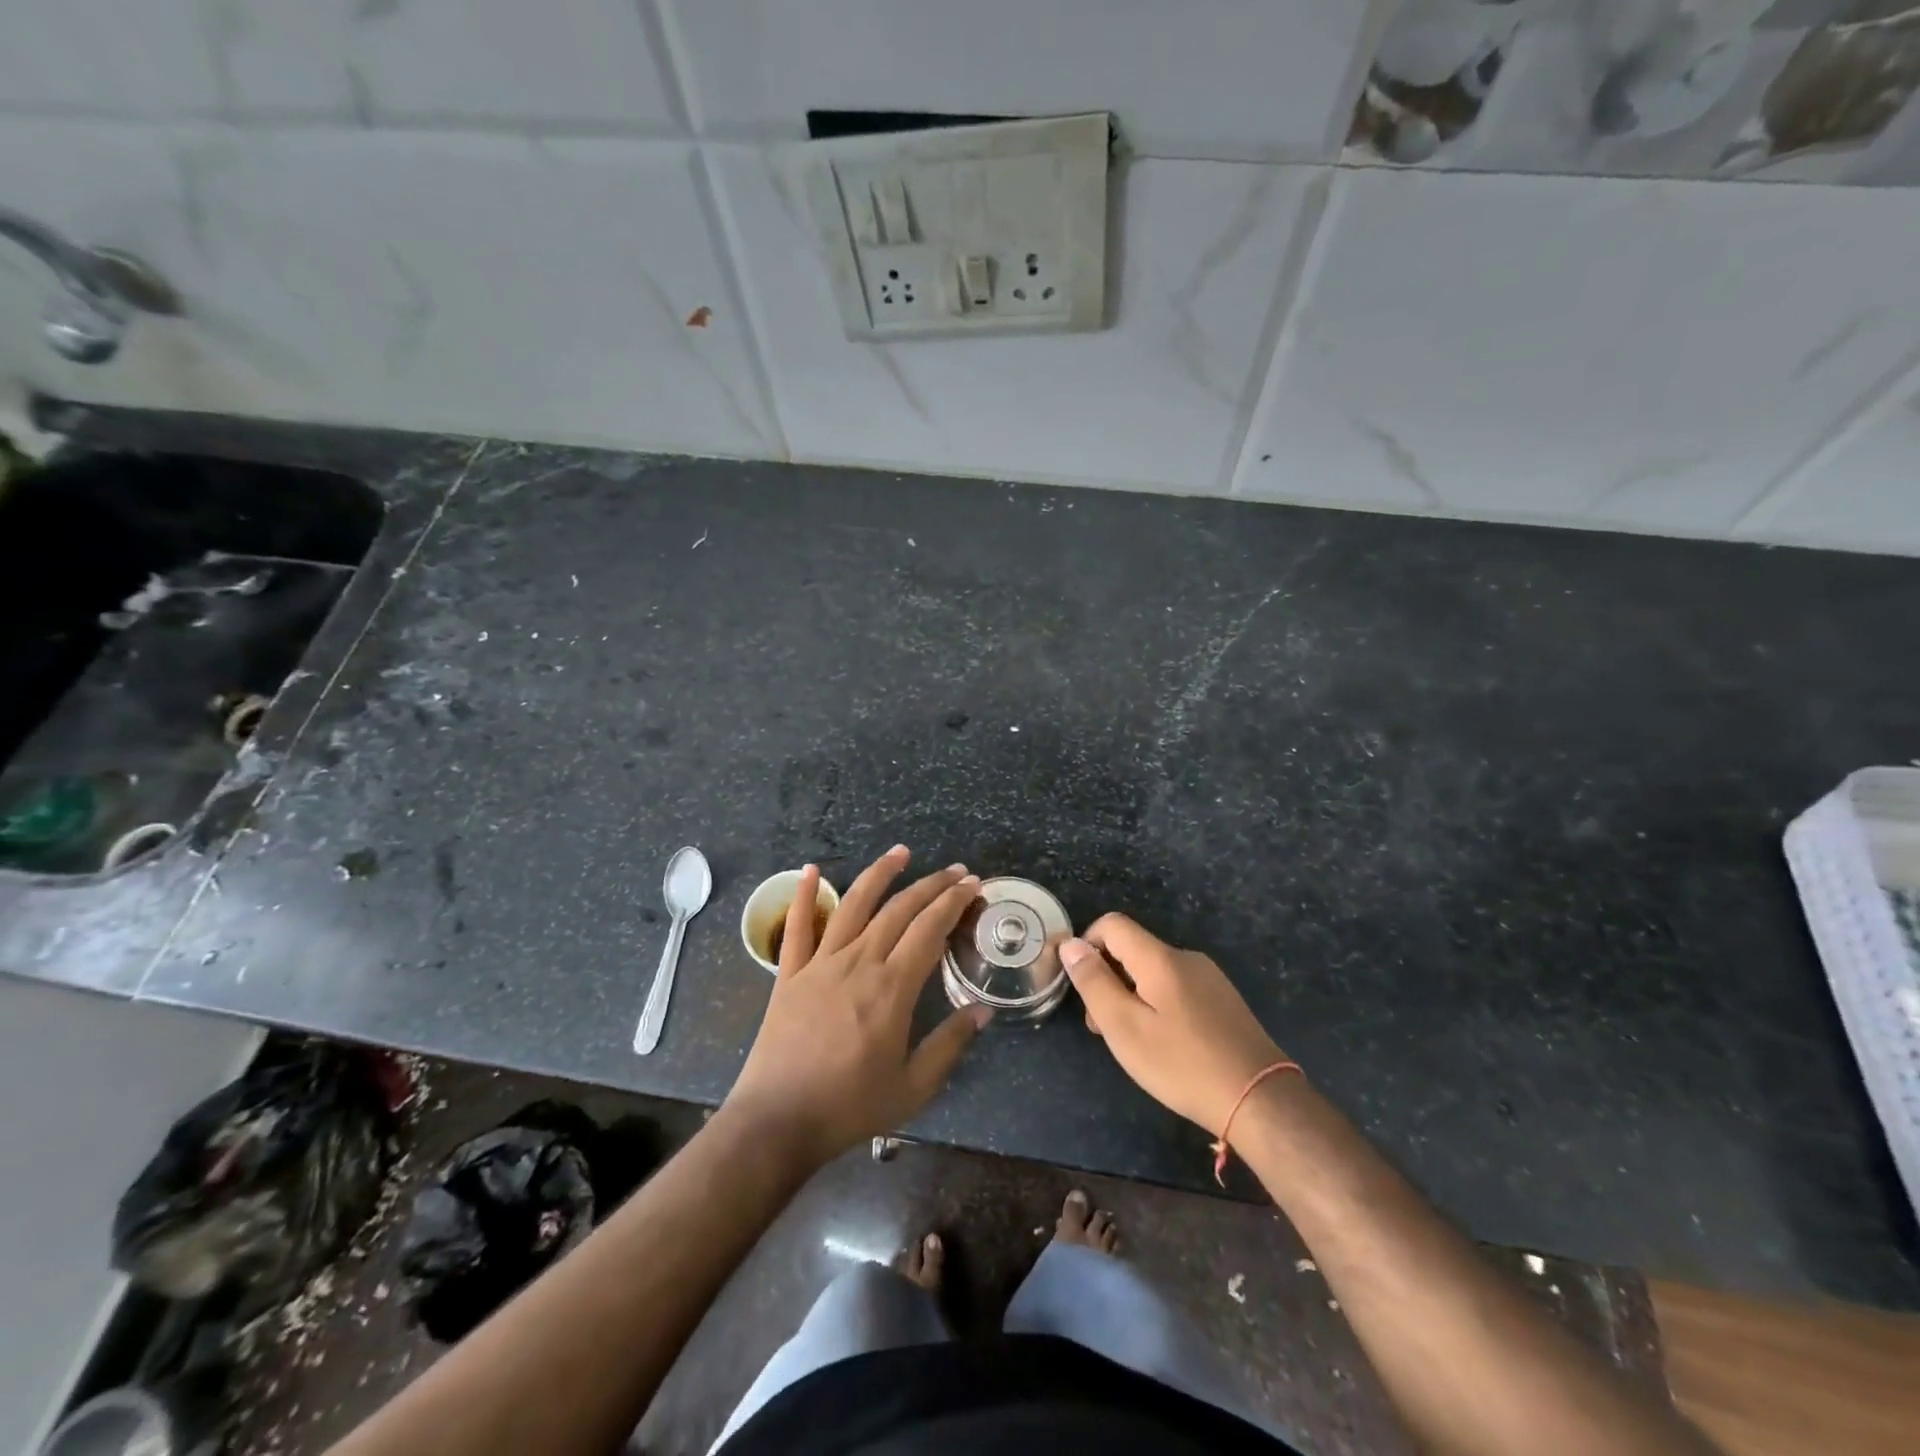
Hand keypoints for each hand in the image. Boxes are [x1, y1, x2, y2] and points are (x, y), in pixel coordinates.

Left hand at [724, 847, 989, 1166]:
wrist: (777, 1121)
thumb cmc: (850, 1107)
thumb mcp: (913, 1087)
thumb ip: (950, 1045)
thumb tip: (983, 1011)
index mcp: (892, 987)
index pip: (930, 930)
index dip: (953, 903)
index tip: (972, 885)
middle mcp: (859, 962)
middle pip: (899, 910)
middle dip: (931, 885)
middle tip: (955, 871)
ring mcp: (820, 964)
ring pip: (854, 905)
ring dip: (879, 874)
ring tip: (900, 853)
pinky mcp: (789, 974)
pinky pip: (798, 926)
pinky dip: (803, 894)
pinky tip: (811, 869)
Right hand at [1061, 914, 1285, 1137]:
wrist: (1260, 1099)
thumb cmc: (1182, 1064)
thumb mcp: (1124, 1027)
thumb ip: (1094, 982)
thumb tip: (1071, 945)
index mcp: (1160, 957)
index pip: (1112, 924)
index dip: (1087, 945)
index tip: (1081, 985)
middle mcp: (1186, 957)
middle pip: (1132, 949)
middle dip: (1108, 978)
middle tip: (1102, 1027)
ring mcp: (1209, 978)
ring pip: (1153, 971)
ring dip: (1131, 995)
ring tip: (1132, 1042)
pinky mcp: (1223, 1000)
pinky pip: (1176, 987)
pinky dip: (1156, 1004)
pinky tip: (1164, 1044)